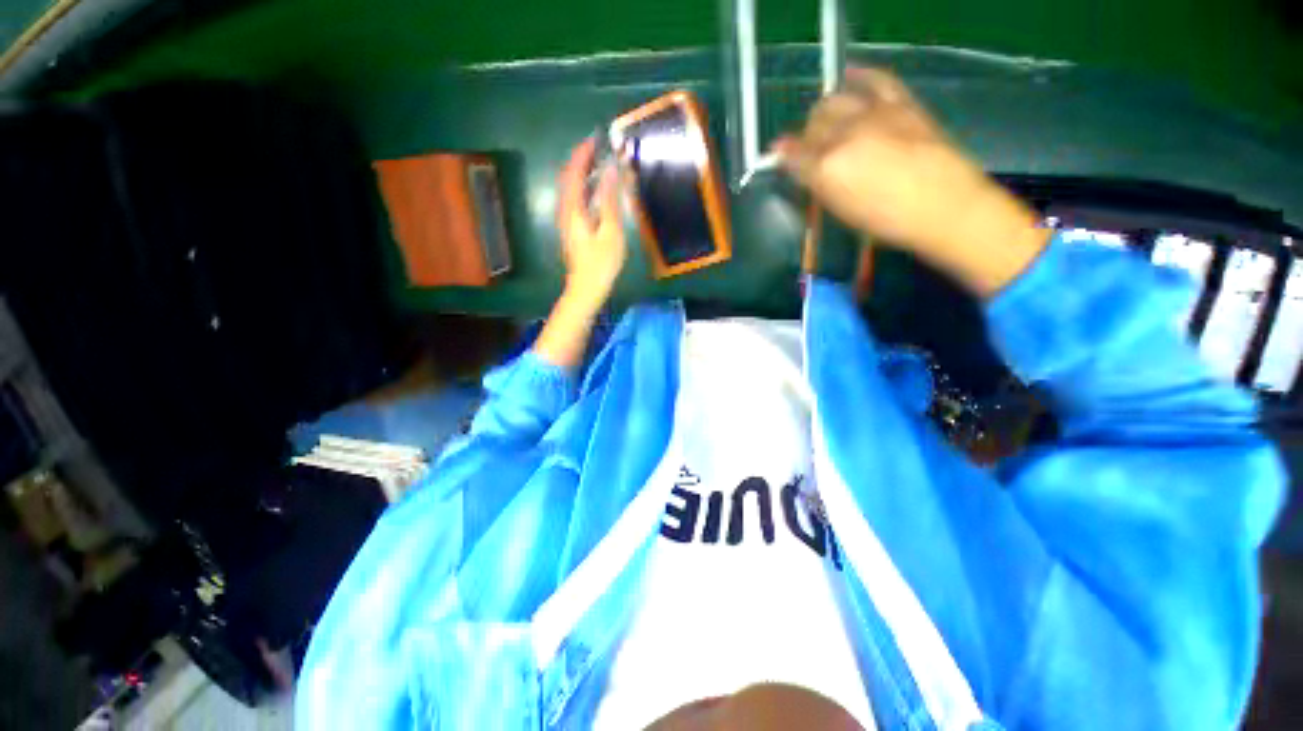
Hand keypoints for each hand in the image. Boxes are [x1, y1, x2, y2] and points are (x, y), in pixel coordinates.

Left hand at [556, 137, 626, 305]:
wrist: (585, 289)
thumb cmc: (601, 263)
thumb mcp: (610, 232)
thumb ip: (610, 200)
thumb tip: (612, 170)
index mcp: (573, 208)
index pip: (574, 171)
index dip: (584, 153)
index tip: (596, 137)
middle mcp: (565, 210)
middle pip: (568, 177)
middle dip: (581, 159)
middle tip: (598, 148)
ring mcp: (566, 221)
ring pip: (570, 188)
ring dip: (581, 172)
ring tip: (598, 163)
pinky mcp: (571, 229)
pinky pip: (574, 198)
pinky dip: (582, 186)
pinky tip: (594, 190)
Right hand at [773, 67, 1048, 296]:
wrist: (944, 206)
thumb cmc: (887, 222)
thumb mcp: (842, 211)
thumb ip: (818, 186)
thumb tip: (802, 170)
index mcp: (826, 171)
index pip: (793, 156)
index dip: (784, 156)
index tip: (781, 158)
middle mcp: (843, 137)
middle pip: (812, 125)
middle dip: (806, 136)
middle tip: (812, 147)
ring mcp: (872, 115)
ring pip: (834, 100)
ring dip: (824, 111)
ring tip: (827, 120)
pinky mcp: (900, 103)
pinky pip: (876, 79)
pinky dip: (860, 75)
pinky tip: (849, 75)